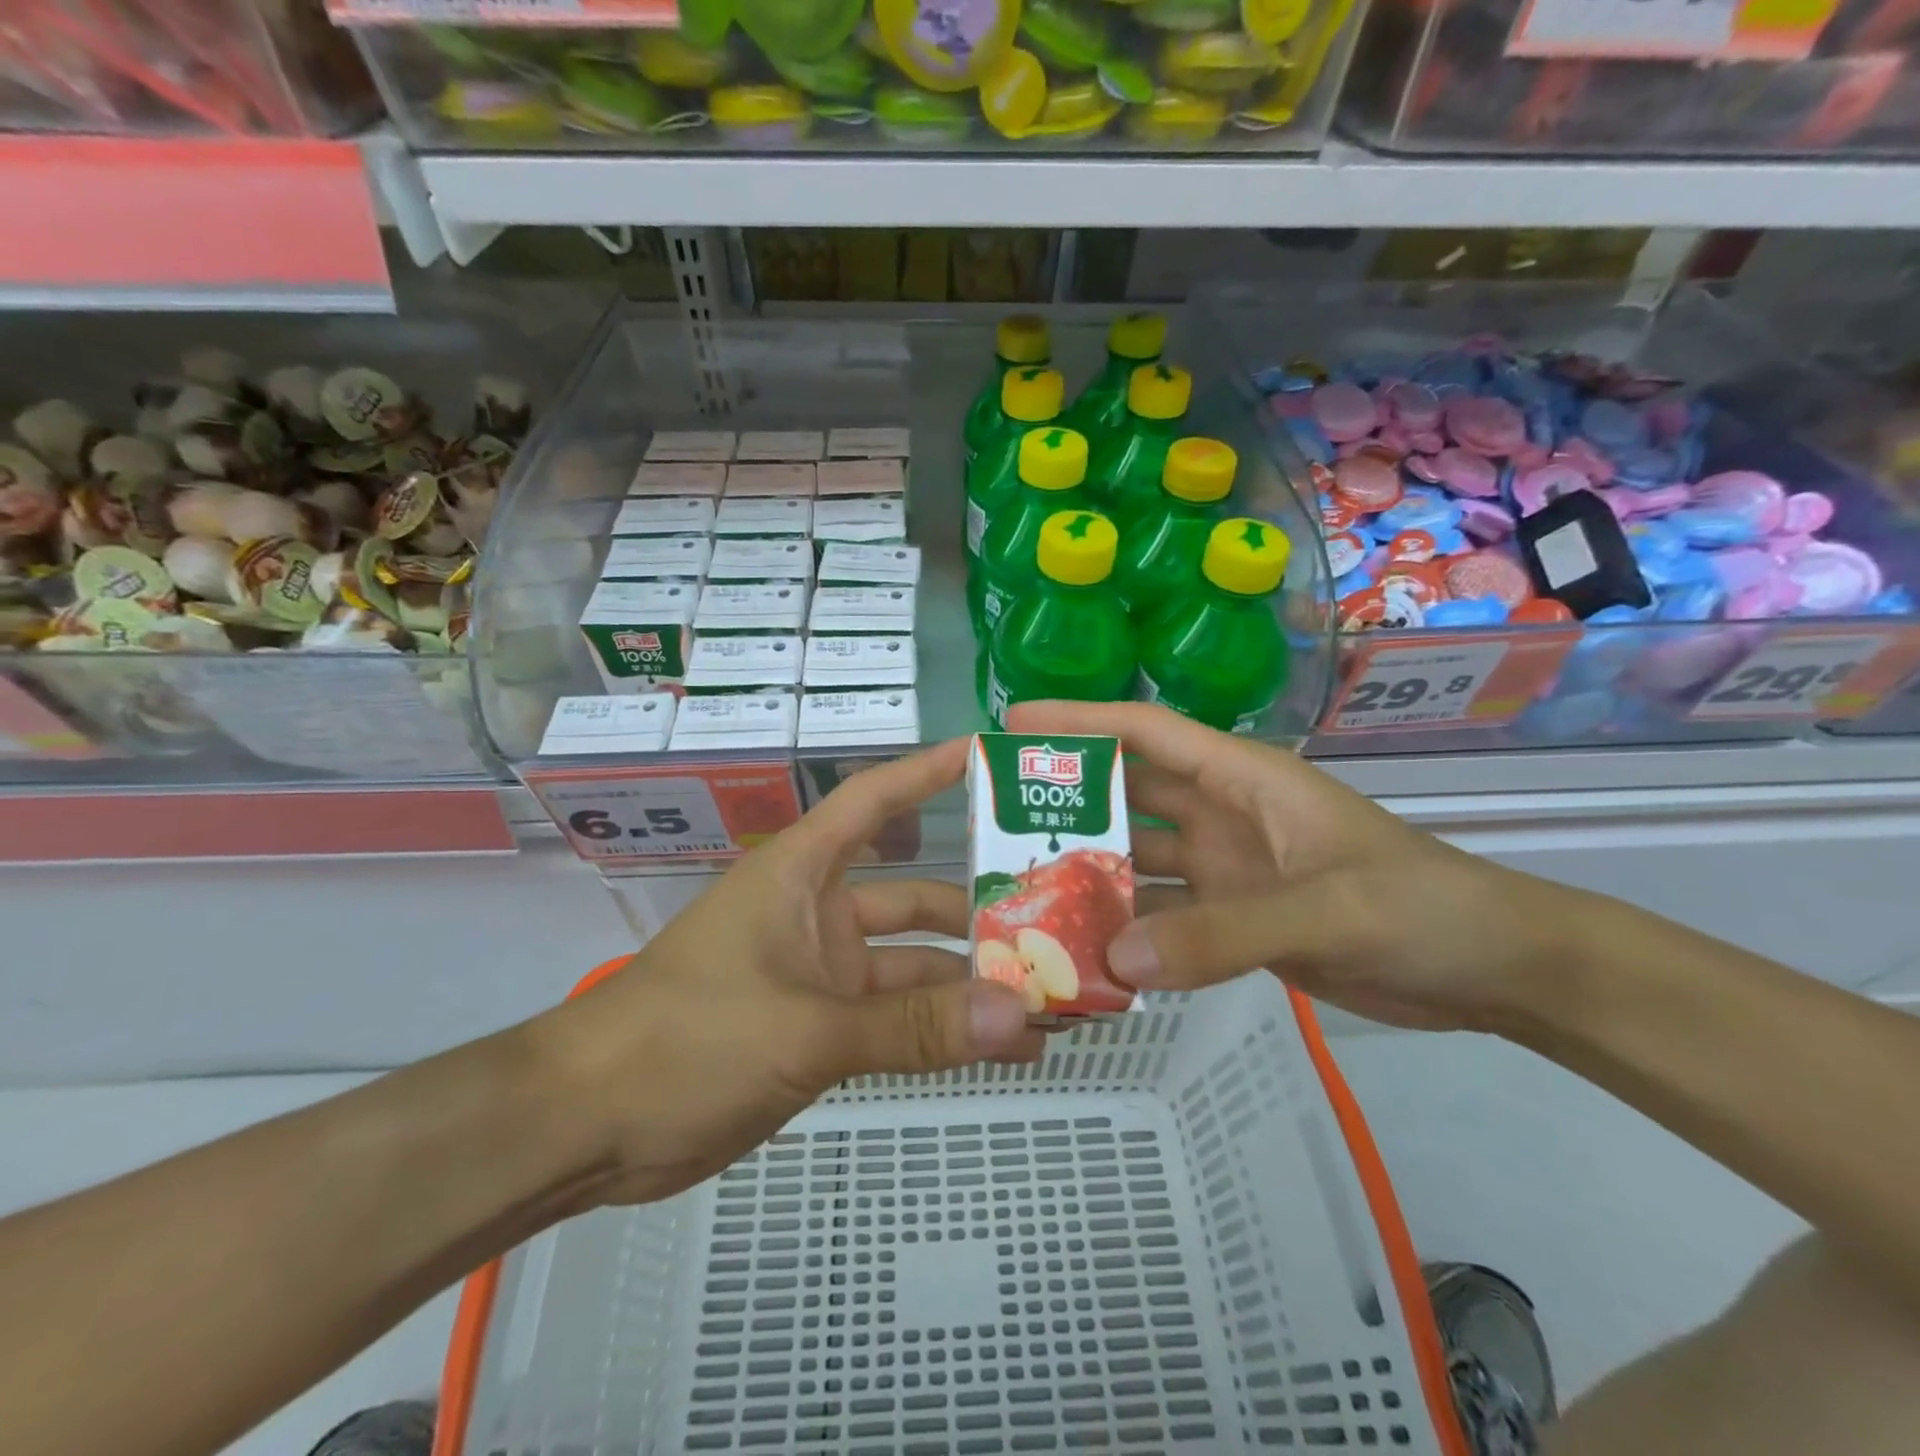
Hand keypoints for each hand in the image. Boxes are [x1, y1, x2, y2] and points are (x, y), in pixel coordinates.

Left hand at [528, 739, 1040, 1207]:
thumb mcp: (806, 1028)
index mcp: (802, 874)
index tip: (992, 755)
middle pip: (914, 892)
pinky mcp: (820, 1025)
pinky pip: (896, 1015)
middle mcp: (818, 911)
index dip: (930, 771)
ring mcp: (821, 971)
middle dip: (978, 907)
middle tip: (1056, 917)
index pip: (874, 800)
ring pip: (911, 963)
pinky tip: (999, 1043)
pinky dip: (940, 1027)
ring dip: (969, 980)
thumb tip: (1020, 1018)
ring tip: (1047, 997)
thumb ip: (914, 1025)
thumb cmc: (687, 1040)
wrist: (588, 1126)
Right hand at [1008, 701, 1578, 1032]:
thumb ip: (1223, 933)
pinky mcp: (1235, 918)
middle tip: (996, 815)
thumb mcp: (1326, 909)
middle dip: (1068, 796)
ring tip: (1024, 887)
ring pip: (1139, 858)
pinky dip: (1127, 928)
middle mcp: (1222, 814)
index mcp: (1241, 778)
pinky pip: (1163, 916)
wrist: (1495, 970)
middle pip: (1129, 792)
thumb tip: (1116, 959)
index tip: (1012, 723)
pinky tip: (1085, 947)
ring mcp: (1226, 868)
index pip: (1146, 732)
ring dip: (1092, 869)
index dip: (1079, 720)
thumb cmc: (1422, 907)